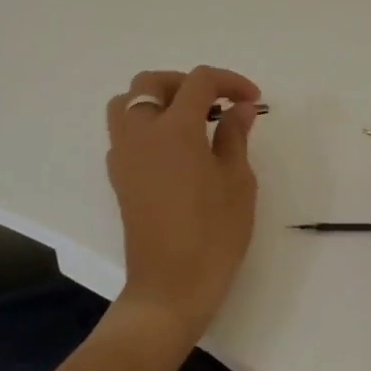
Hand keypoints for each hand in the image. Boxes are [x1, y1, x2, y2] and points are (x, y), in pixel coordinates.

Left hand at [104, 66, 261, 347]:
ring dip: (157, 99)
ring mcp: (124, 156)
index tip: (252, 100)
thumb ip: (235, 136)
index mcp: (174, 129)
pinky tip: (173, 149)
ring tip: (189, 119)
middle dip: (185, 82)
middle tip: (215, 103)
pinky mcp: (118, 178)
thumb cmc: (213, 234)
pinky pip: (123, 132)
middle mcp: (141, 133)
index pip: (198, 81)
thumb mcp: (237, 181)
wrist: (170, 289)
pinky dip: (145, 125)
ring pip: (127, 103)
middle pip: (151, 82)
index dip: (229, 82)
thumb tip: (240, 108)